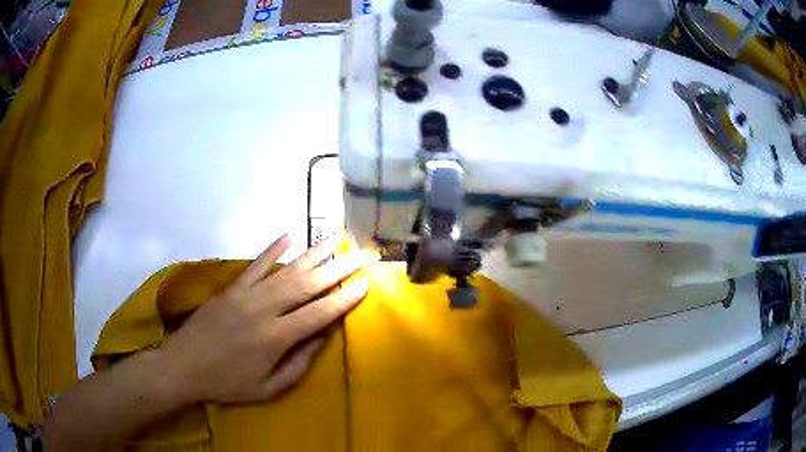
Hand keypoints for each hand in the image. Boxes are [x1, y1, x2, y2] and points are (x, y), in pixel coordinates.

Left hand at [158, 235, 366, 404]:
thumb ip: (299, 364)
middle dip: (335, 270)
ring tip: (332, 240)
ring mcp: (246, 294)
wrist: (184, 366)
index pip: (319, 313)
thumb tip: (322, 338)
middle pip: (307, 286)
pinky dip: (272, 250)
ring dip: (311, 255)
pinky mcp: (231, 288)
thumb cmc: (228, 383)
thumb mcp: (268, 388)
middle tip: (357, 256)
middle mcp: (265, 310)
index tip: (363, 284)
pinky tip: (287, 236)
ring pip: (285, 270)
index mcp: (276, 338)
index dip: (343, 299)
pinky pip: (255, 265)